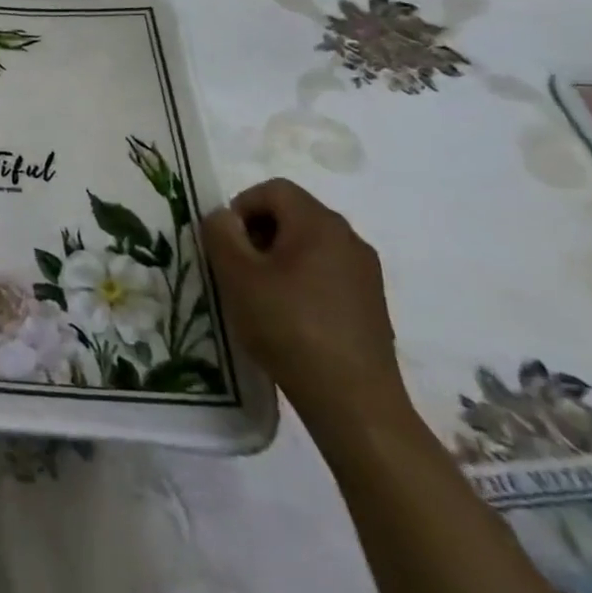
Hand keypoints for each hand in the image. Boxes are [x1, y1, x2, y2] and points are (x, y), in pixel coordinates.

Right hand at [202, 178, 404, 428]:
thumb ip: (220, 233)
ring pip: (309, 244)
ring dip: (278, 258)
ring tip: (261, 296)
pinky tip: (290, 317)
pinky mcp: (371, 303)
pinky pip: (327, 272)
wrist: (354, 402)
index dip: (241, 207)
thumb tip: (223, 217)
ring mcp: (365, 272)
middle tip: (239, 269)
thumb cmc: (289, 327)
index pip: (273, 189)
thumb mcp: (236, 275)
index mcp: (319, 223)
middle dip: (258, 233)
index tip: (227, 245)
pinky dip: (302, 281)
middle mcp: (349, 238)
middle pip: (292, 214)